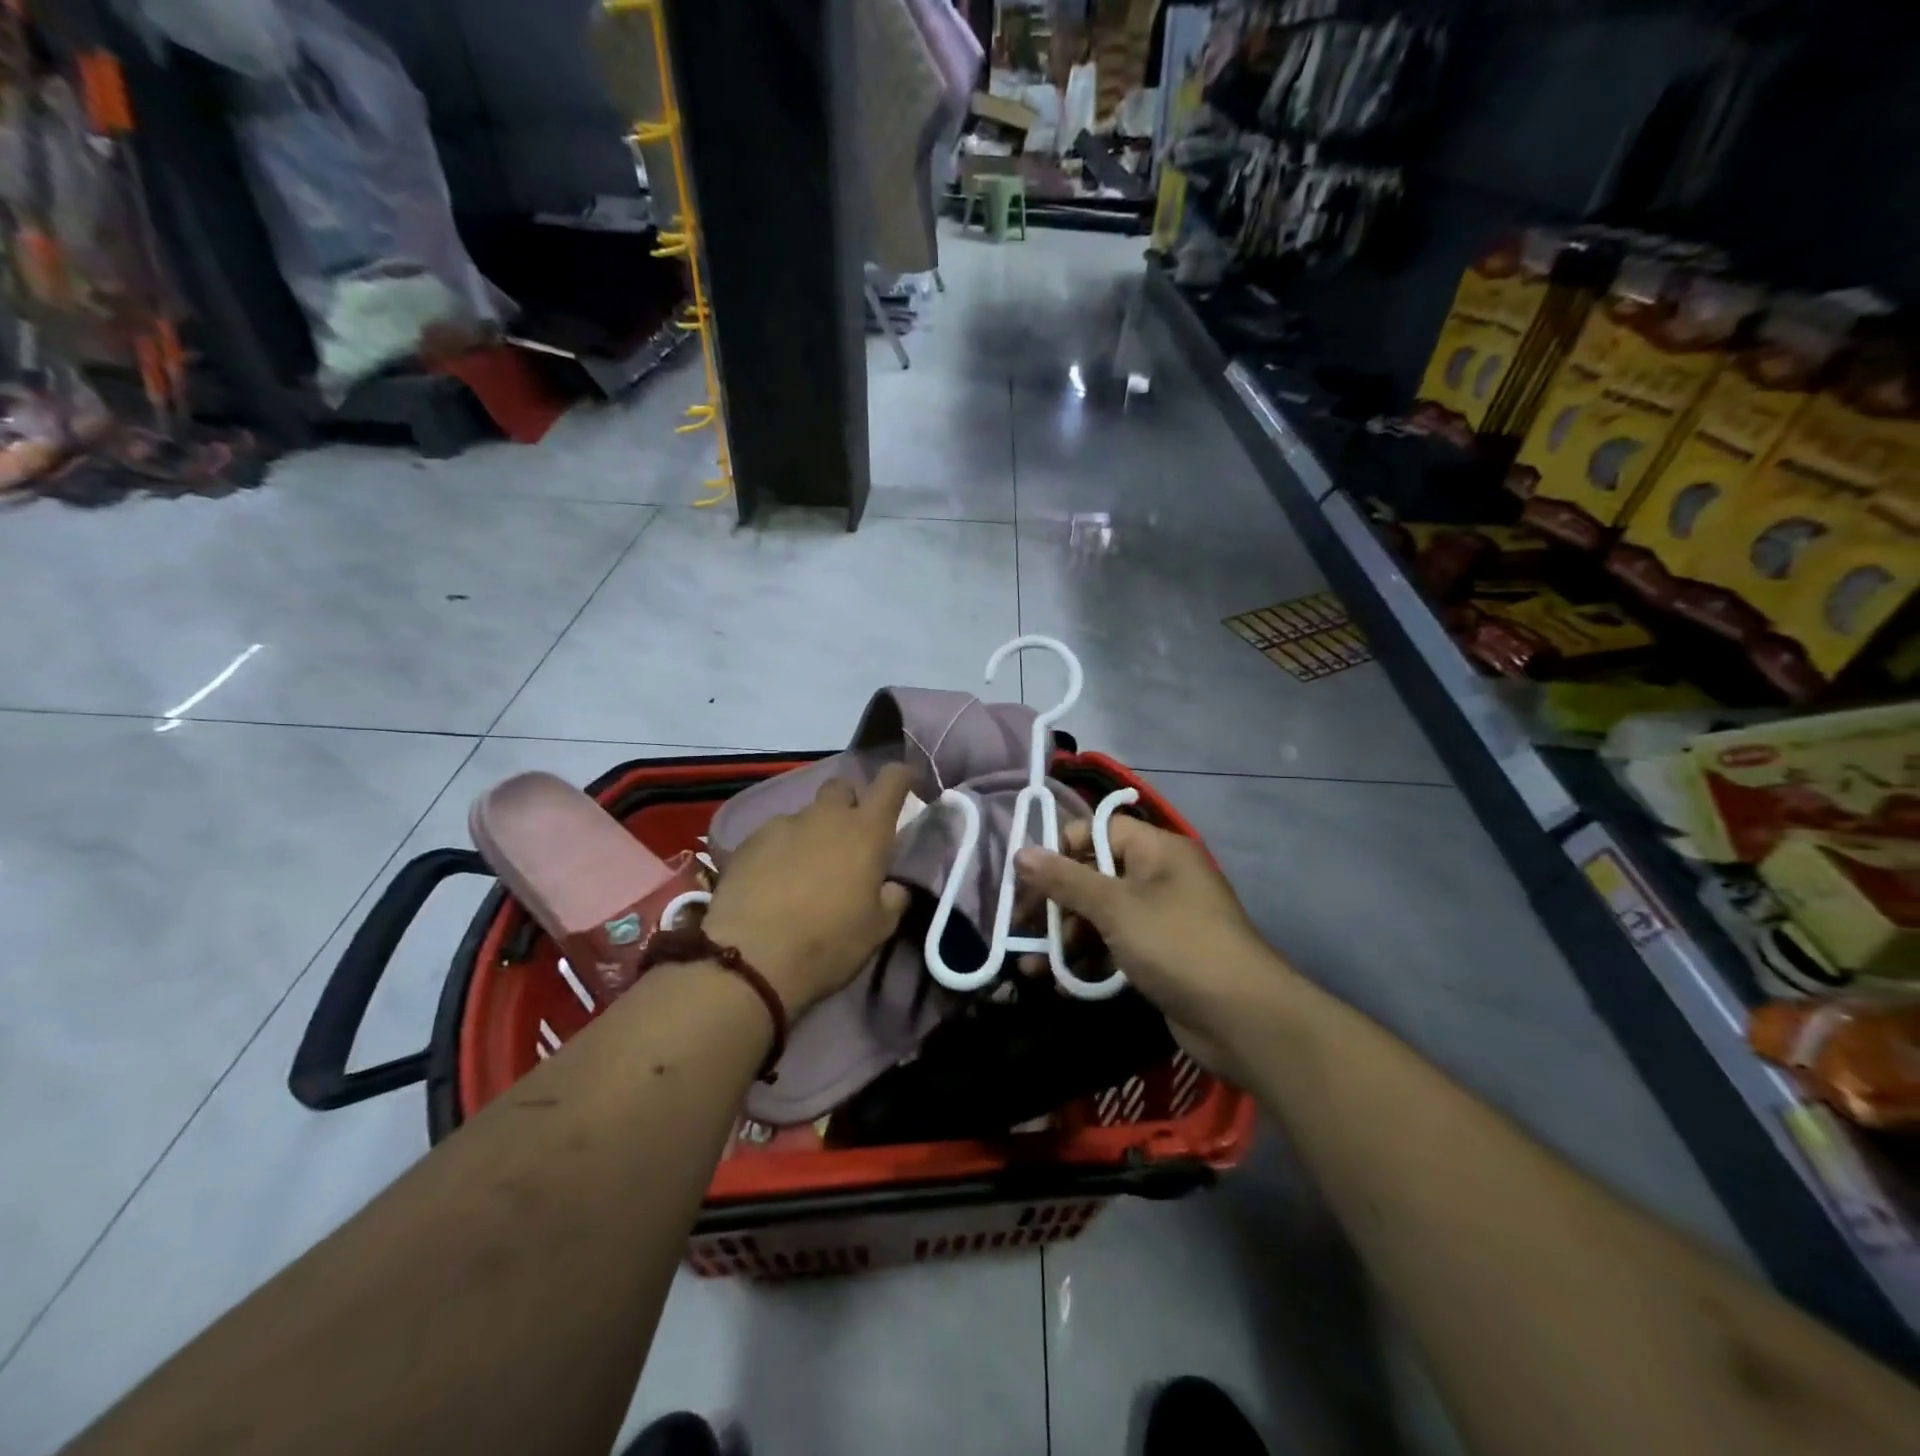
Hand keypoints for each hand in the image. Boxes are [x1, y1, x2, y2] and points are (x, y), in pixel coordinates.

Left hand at [703, 765, 913, 1014]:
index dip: (901, 777)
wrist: (750, 959)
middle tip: (848, 841)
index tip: (905, 787)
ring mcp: (783, 824)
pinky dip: (779, 850)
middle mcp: (826, 816)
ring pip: (805, 815)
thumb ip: (893, 897)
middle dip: (849, 805)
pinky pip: (773, 835)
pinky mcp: (748, 841)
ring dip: (812, 833)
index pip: (892, 780)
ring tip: (804, 871)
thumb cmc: (829, 943)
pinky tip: (772, 882)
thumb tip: (892, 885)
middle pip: (842, 787)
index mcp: (867, 831)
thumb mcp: (879, 929)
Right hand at [1014, 817, 1295, 1075]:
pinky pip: (1115, 946)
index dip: (1062, 849)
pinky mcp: (1160, 956)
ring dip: (1065, 938)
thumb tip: (1021, 853)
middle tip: (1022, 929)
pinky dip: (1089, 960)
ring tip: (1033, 968)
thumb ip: (1065, 880)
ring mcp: (1161, 918)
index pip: (1099, 830)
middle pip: (1095, 875)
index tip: (1029, 878)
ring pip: (1101, 916)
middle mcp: (1159, 876)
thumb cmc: (1176, 945)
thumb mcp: (1115, 908)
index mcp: (1157, 850)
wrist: (1242, 1019)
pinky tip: (1061, 983)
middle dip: (1056, 903)